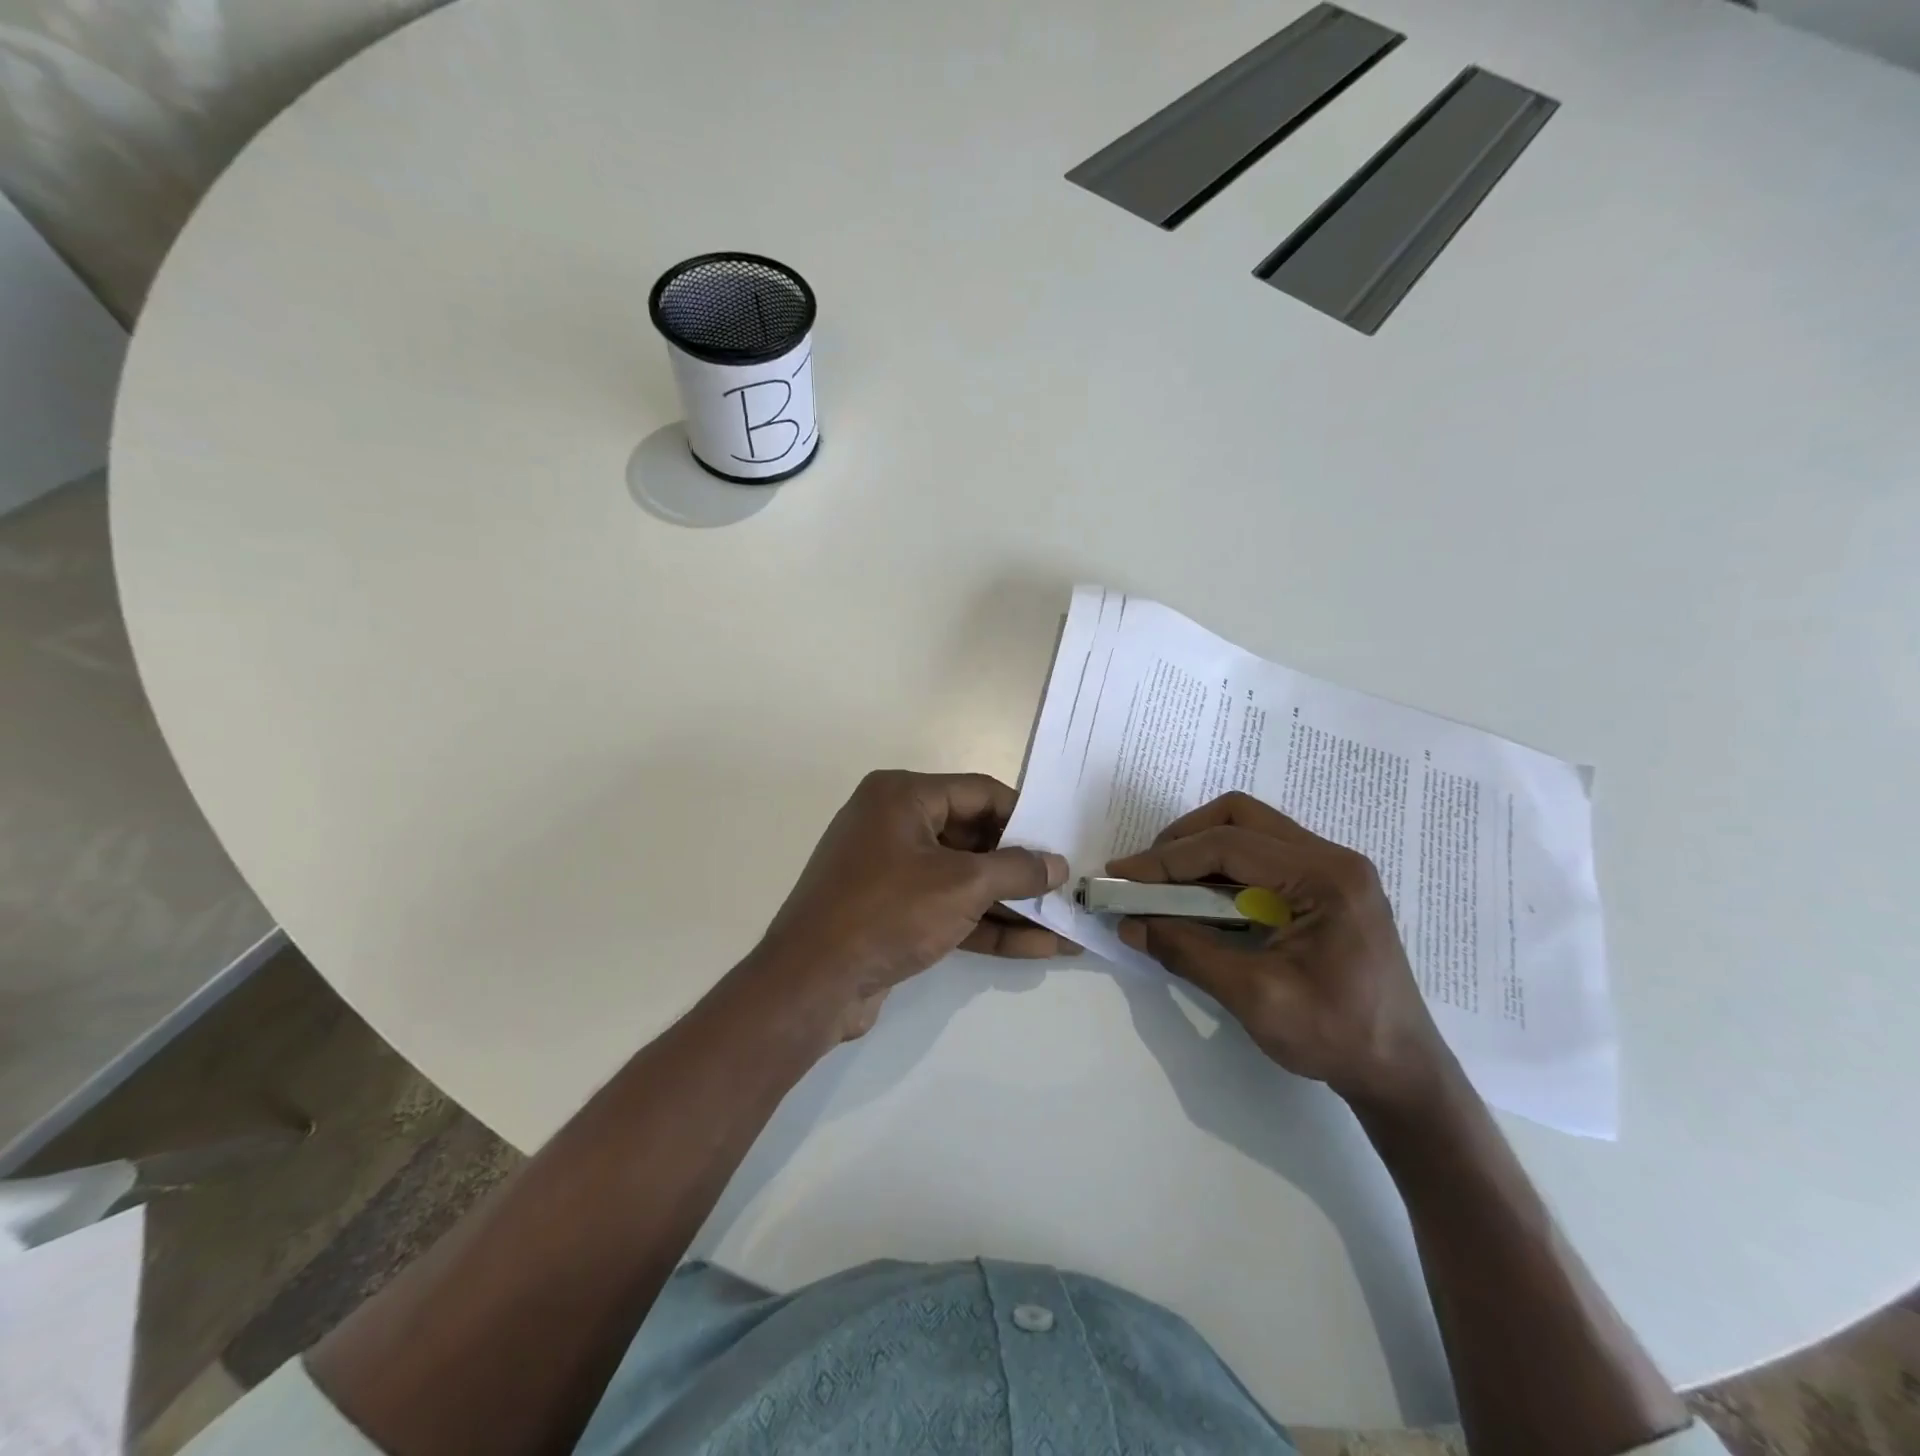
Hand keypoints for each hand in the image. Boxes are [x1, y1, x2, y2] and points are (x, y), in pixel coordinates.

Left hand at [754, 770, 1074, 1039]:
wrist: (811, 984)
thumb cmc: (887, 912)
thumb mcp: (961, 885)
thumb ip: (1016, 870)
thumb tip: (1056, 865)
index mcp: (902, 796)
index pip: (979, 793)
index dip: (1024, 817)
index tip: (1062, 842)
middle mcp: (894, 824)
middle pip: (973, 837)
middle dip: (1021, 867)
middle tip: (1067, 885)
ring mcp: (892, 871)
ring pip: (964, 879)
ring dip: (1011, 903)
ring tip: (1064, 922)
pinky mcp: (893, 913)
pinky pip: (948, 909)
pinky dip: (986, 926)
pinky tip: (1037, 947)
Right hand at [1109, 792, 1448, 1111]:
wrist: (1402, 1073)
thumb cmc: (1337, 1037)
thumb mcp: (1254, 997)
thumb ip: (1188, 953)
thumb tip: (1130, 925)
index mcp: (1325, 877)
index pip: (1229, 845)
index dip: (1166, 859)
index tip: (1120, 876)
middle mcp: (1332, 858)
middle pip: (1240, 818)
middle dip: (1183, 841)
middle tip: (1145, 876)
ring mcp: (1332, 870)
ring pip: (1249, 830)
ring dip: (1200, 851)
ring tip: (1164, 887)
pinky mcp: (1325, 887)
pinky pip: (1262, 856)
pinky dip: (1221, 868)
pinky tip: (1200, 899)